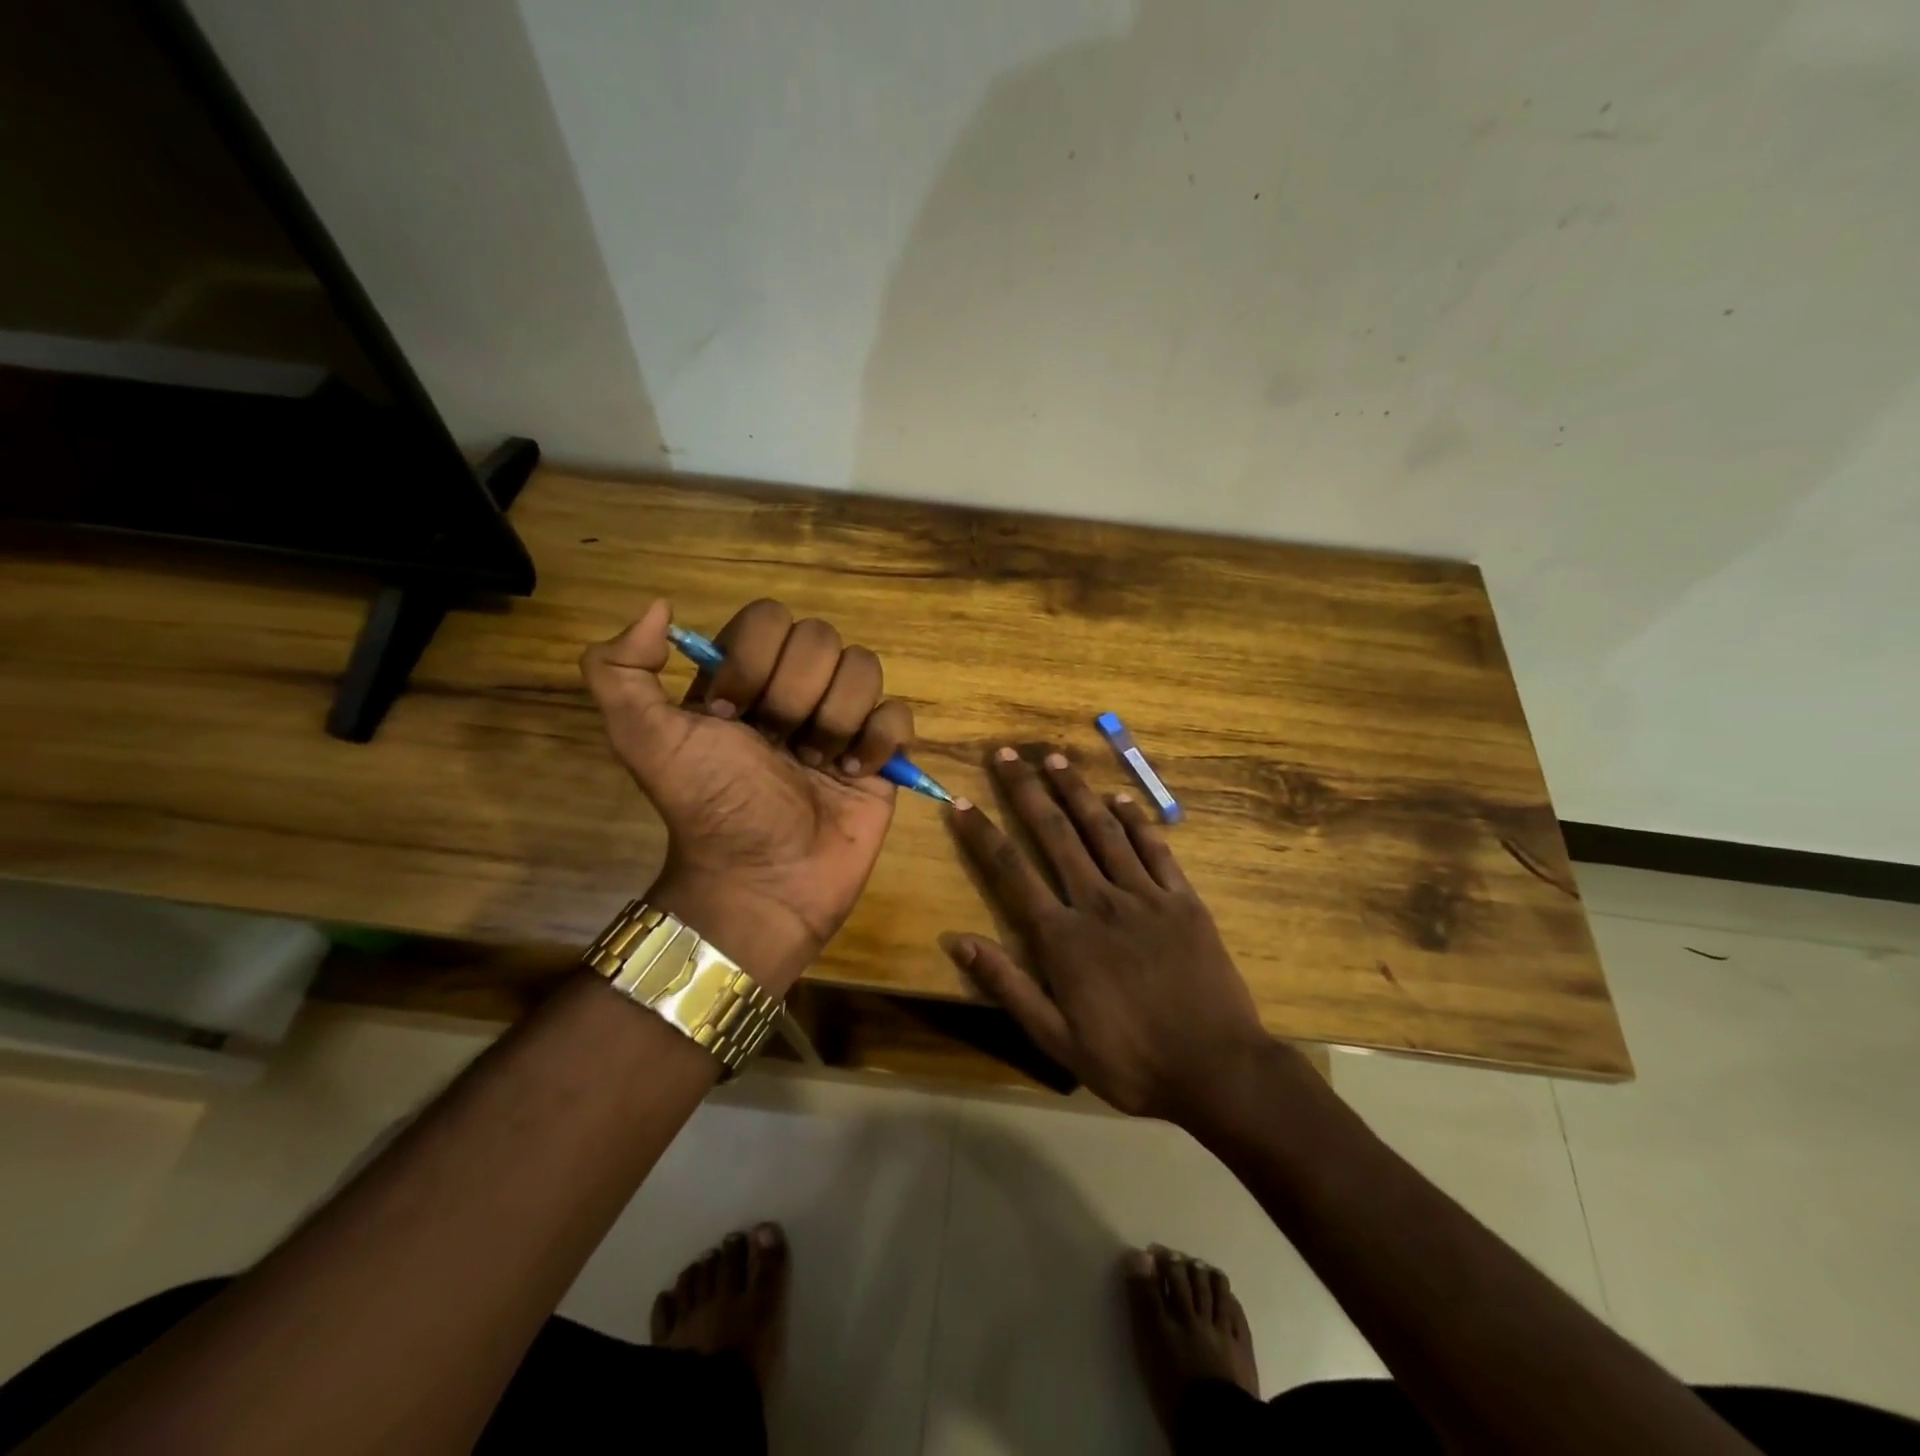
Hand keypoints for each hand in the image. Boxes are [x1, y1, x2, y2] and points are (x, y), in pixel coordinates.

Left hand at [581, 598, 913, 991]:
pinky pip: (898, 715)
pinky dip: (878, 742)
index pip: (768, 618)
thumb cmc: (708, 807)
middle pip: (821, 638)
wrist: (763, 882)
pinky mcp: (881, 755)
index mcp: (743, 677)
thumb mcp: (642, 739)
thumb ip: (618, 668)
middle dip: (795, 696)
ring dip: (835, 720)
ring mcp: (841, 720)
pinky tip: (853, 775)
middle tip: (776, 746)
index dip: (752, 664)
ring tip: (817, 766)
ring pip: (864, 668)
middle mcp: (794, 689)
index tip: (729, 719)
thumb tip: (660, 606)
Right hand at [942, 747, 1269, 1118]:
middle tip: (1007, 753)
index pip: (1011, 871)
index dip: (982, 834)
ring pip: (1102, 830)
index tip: (961, 802)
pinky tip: (1120, 798)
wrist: (1217, 1070)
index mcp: (1063, 937)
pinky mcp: (1183, 900)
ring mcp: (1145, 896)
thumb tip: (957, 941)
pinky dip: (1135, 820)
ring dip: (1076, 790)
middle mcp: (1098, 902)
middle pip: (1055, 834)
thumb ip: (1007, 985)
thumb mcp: (1056, 1038)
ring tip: (1054, 758)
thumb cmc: (1129, 1061)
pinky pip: (1155, 849)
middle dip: (1026, 790)